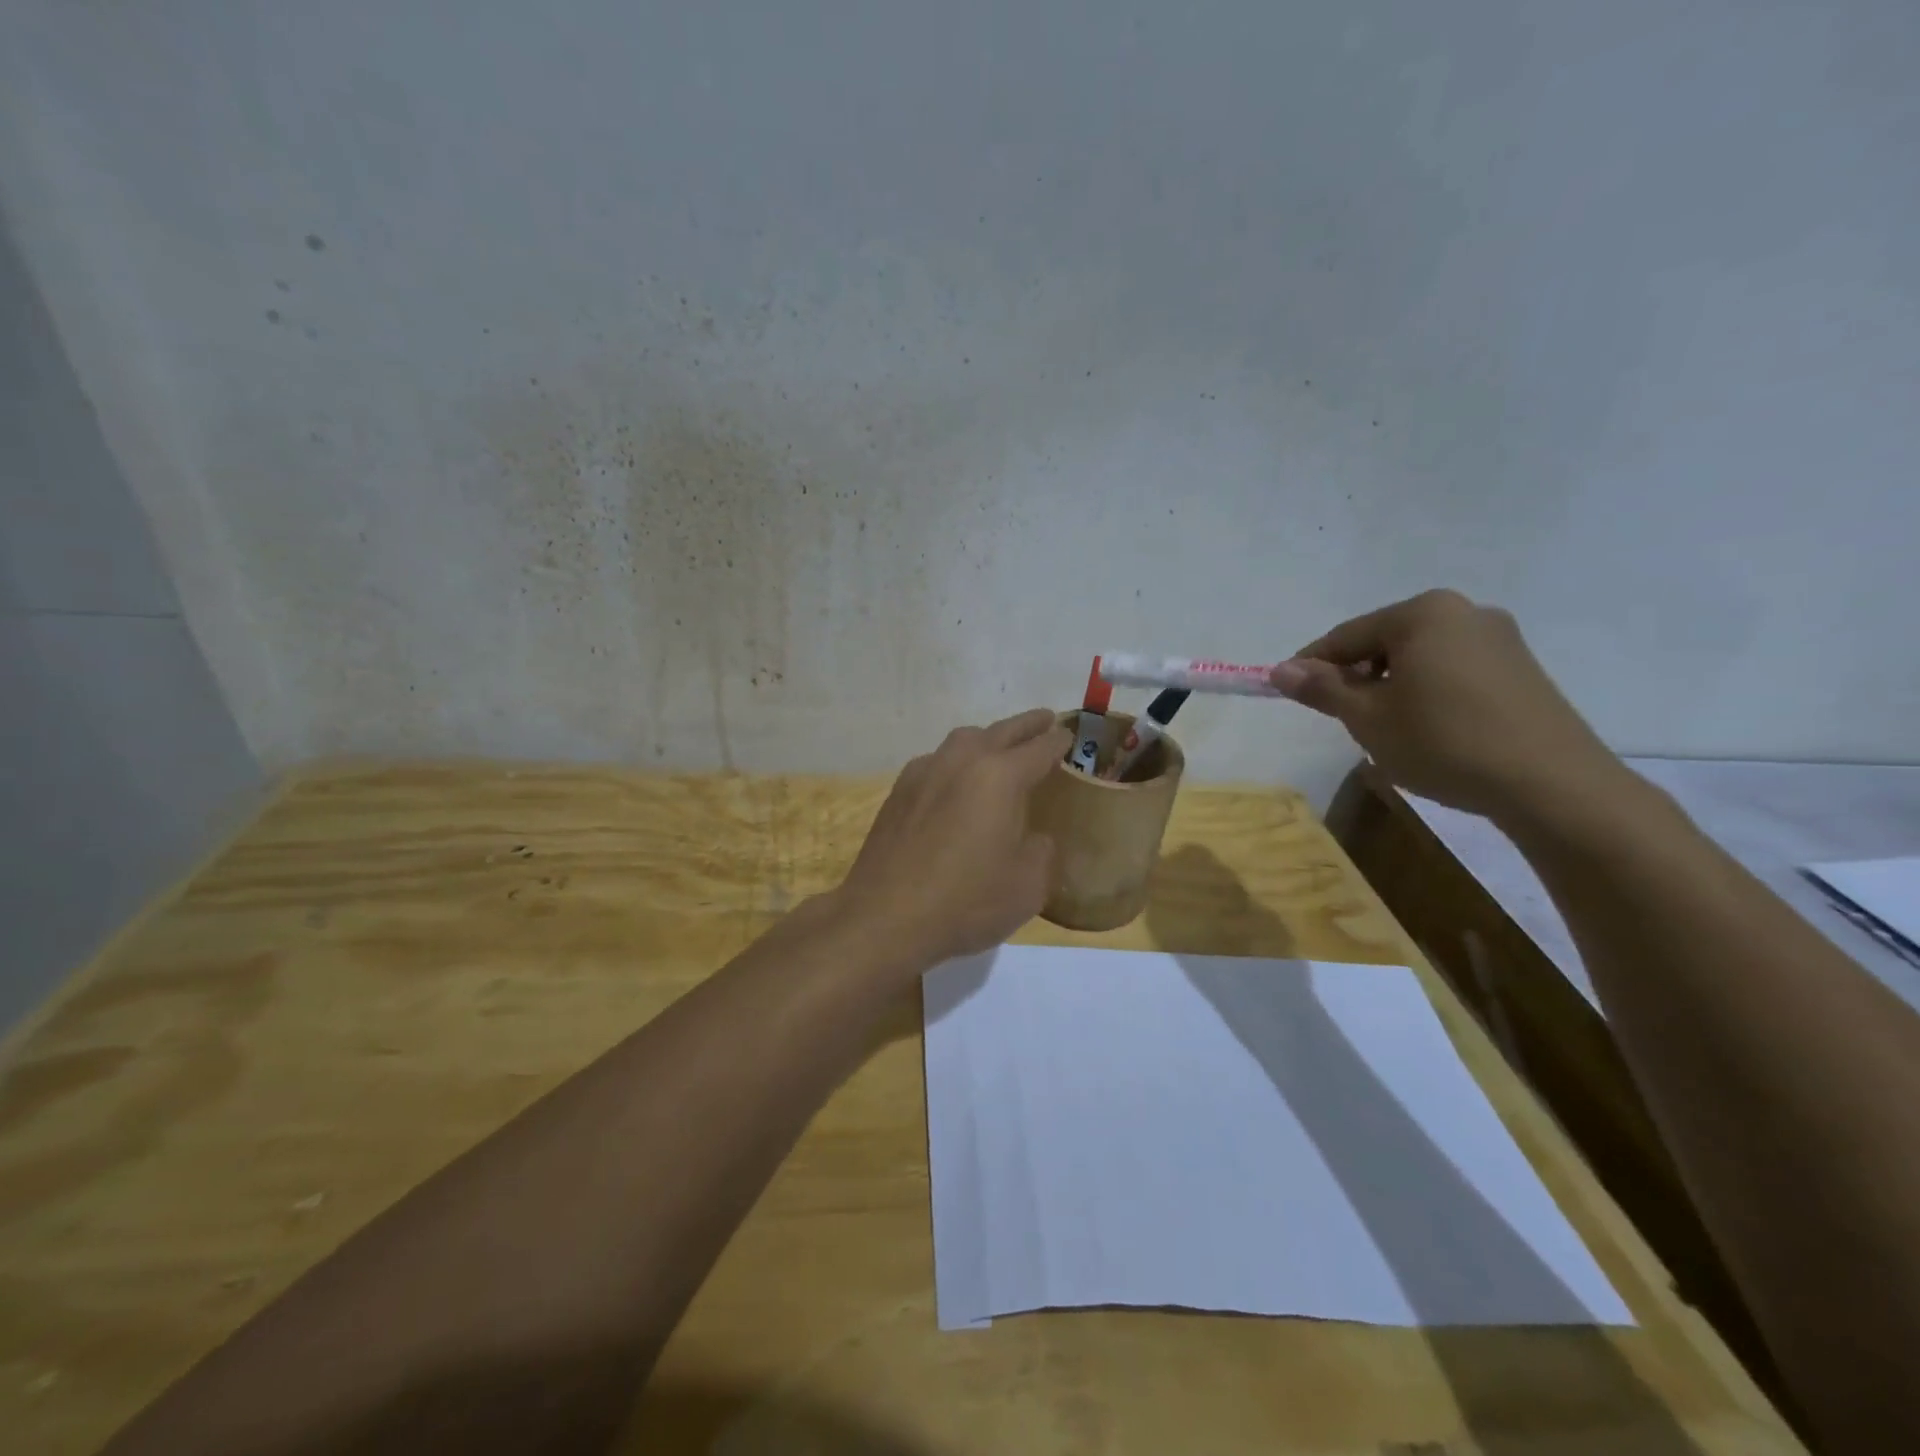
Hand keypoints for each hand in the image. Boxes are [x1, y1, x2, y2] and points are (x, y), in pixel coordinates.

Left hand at [834, 708, 1070, 966]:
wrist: (885, 917)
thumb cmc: (965, 901)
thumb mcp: (1027, 885)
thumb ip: (1041, 851)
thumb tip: (1034, 838)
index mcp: (999, 776)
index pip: (1039, 748)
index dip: (1058, 742)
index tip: (1068, 737)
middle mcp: (961, 761)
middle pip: (1001, 731)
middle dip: (1026, 725)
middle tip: (1044, 721)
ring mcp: (924, 772)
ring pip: (963, 741)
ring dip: (987, 738)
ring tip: (1000, 748)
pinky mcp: (899, 791)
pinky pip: (937, 762)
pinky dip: (956, 762)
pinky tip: (957, 782)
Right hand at [1269, 589, 1627, 820]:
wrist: (1550, 783)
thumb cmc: (1443, 742)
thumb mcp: (1368, 718)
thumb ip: (1321, 688)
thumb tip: (1280, 670)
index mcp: (1422, 613)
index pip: (1346, 636)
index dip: (1312, 666)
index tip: (1288, 694)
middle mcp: (1462, 611)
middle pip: (1384, 642)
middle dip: (1355, 676)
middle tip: (1341, 718)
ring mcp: (1498, 638)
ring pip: (1418, 657)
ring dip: (1390, 686)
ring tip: (1385, 728)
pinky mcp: (1520, 668)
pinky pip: (1451, 670)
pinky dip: (1426, 691)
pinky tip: (1427, 728)